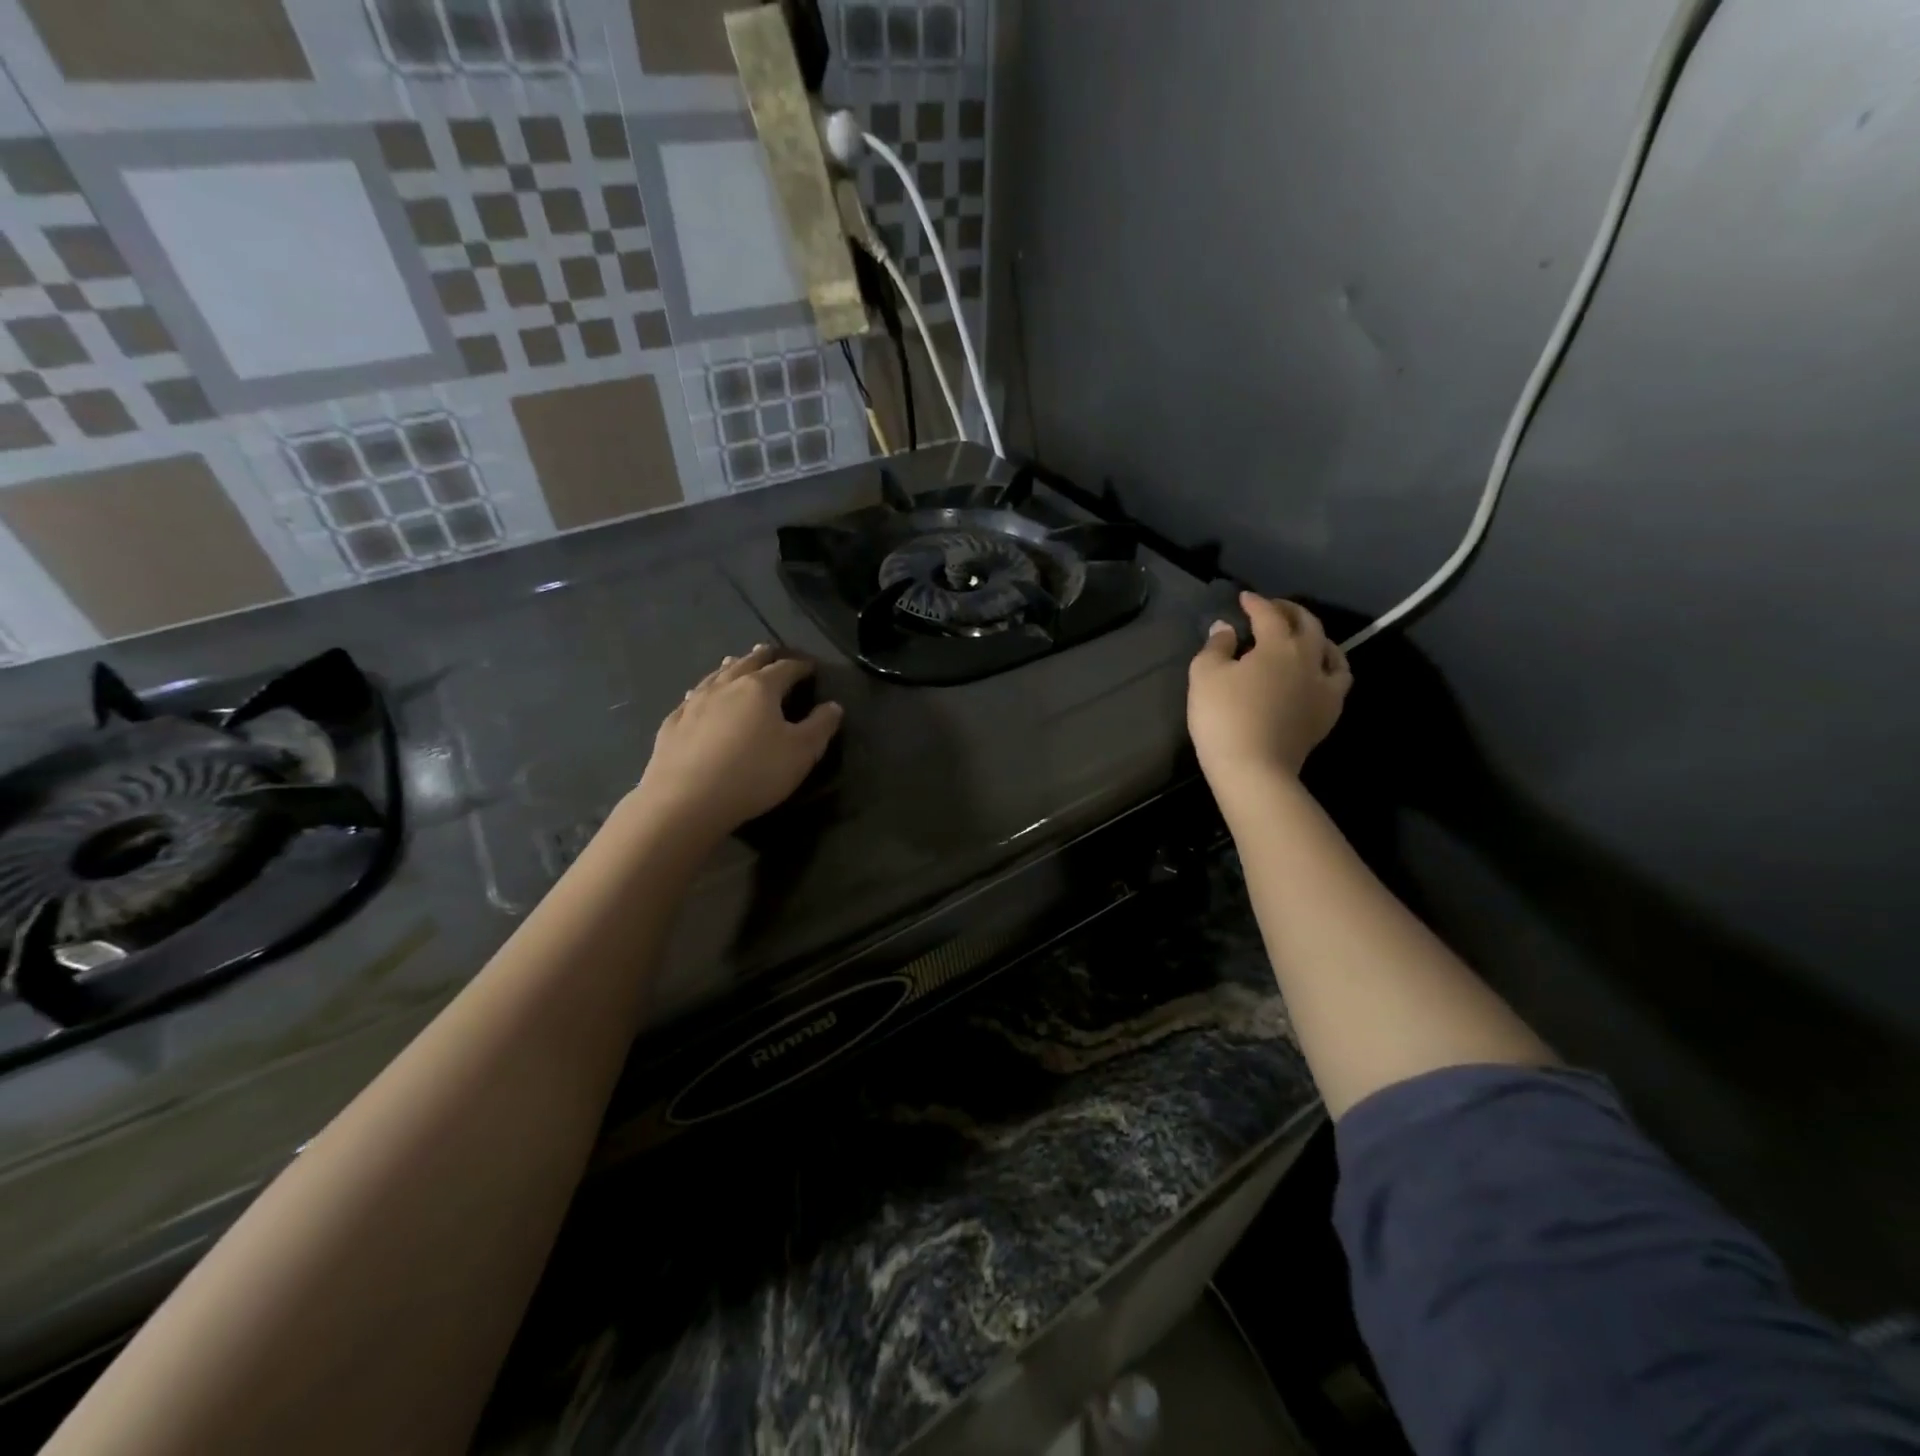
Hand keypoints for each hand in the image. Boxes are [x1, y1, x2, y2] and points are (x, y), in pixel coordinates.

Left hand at [629, 645, 843, 845]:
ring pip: (716, 676)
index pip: (786, 668)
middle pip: (747, 663)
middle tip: (770, 651)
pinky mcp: (673, 723)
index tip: (811, 667)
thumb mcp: (801, 753)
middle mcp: (726, 686)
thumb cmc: (753, 773)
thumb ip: (820, 726)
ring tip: (735, 661)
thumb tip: (833, 706)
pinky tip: (697, 696)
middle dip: (762, 656)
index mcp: (760, 688)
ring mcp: (695, 703)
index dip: (801, 666)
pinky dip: (702, 691)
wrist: (686, 800)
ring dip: (730, 667)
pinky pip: (692, 698)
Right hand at [1188, 594, 1351, 786]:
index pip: (1269, 615)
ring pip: (1332, 651)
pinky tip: (1318, 673)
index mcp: (1278, 645)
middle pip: (1307, 625)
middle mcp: (1308, 659)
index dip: (1256, 603)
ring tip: (1305, 636)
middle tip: (1274, 609)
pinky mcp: (1328, 713)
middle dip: (1290, 611)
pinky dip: (1329, 667)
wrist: (1254, 769)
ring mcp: (1324, 687)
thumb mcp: (1205, 676)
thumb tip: (1225, 628)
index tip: (1244, 598)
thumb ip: (1216, 646)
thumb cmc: (1224, 717)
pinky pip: (1337, 681)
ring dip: (1317, 636)